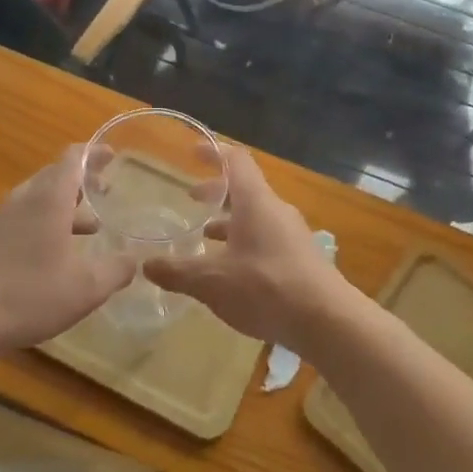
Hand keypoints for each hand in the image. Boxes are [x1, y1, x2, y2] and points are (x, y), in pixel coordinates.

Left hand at [0, 147, 135, 359]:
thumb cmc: (29, 293)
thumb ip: (116, 270)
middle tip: (107, 191)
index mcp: (50, 198)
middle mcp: (25, 198)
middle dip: (83, 179)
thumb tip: (134, 260)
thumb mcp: (86, 288)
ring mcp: (4, 216)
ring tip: (92, 227)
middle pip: (56, 174)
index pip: (73, 158)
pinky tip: (58, 252)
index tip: (113, 157)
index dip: (94, 153)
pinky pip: (26, 215)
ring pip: (40, 196)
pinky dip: (48, 221)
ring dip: (67, 204)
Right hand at [143, 148, 356, 351]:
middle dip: (216, 191)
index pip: (235, 160)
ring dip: (230, 220)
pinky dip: (245, 242)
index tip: (193, 152)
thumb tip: (145, 265)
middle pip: (244, 188)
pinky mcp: (300, 257)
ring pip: (256, 215)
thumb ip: (178, 272)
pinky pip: (267, 237)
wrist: (327, 320)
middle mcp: (275, 210)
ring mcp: (292, 234)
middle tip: (192, 198)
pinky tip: (231, 269)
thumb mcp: (212, 282)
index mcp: (255, 201)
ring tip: (205, 236)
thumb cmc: (266, 287)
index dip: (213, 152)